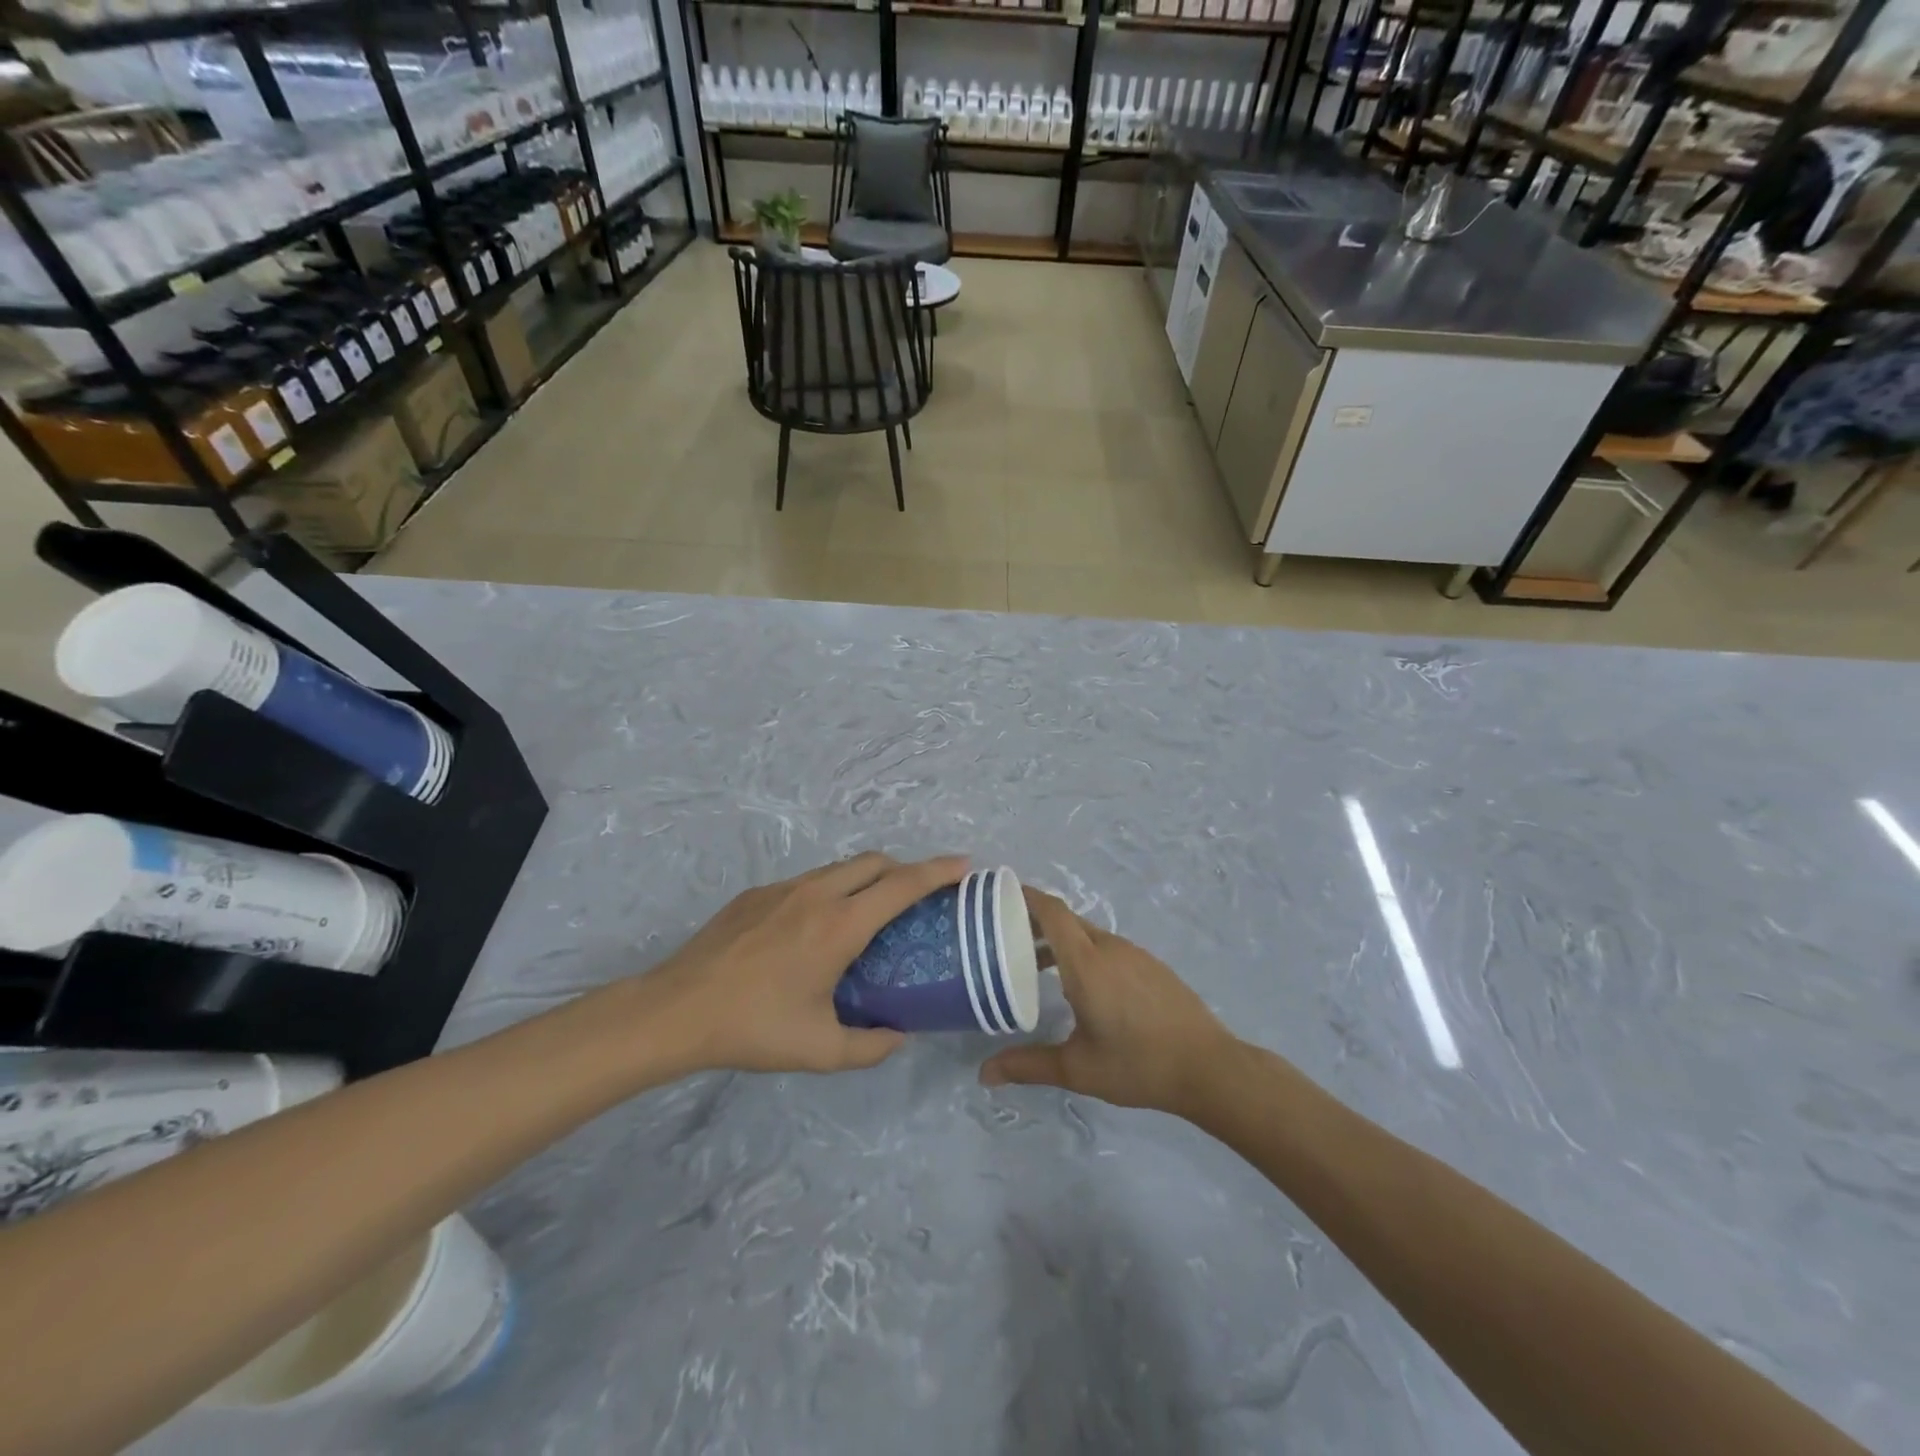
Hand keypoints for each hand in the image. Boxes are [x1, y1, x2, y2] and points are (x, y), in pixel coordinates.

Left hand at [653, 853, 967, 1075]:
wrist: (676, 1009)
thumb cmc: (754, 1027)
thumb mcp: (820, 1050)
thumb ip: (869, 1046)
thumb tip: (898, 1035)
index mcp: (840, 925)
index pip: (902, 885)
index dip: (938, 871)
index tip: (964, 866)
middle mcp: (817, 894)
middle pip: (875, 862)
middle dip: (905, 870)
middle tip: (918, 897)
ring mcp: (783, 889)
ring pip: (840, 868)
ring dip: (866, 879)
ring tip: (869, 915)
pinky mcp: (756, 894)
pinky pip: (808, 881)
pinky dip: (830, 891)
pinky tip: (814, 931)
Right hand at [980, 887, 1236, 1116]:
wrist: (1208, 1067)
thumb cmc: (1138, 1065)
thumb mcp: (1077, 1068)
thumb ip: (1028, 1065)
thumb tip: (985, 1073)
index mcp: (1086, 962)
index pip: (1051, 911)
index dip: (1024, 897)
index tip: (998, 896)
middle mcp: (1109, 947)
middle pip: (1065, 919)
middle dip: (1034, 921)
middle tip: (1004, 937)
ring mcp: (1134, 954)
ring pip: (1087, 934)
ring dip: (1059, 940)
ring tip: (1035, 964)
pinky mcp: (1150, 965)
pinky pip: (1107, 947)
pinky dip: (1084, 952)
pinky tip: (1081, 986)